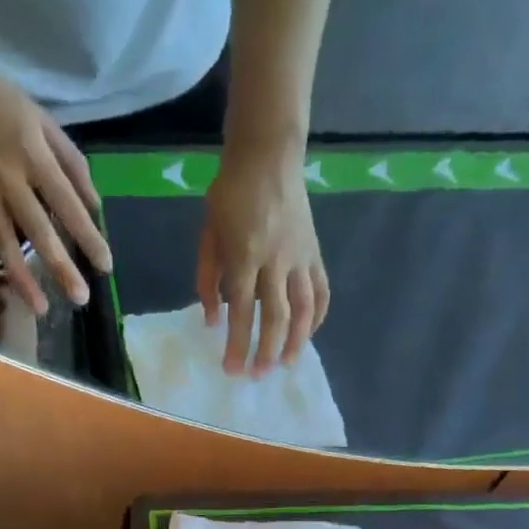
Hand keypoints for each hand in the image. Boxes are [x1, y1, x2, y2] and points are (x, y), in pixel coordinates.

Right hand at [0, 41, 111, 312]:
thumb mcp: (42, 120)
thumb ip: (71, 163)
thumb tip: (95, 206)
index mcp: (33, 154)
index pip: (67, 204)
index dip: (88, 236)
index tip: (105, 266)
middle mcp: (8, 177)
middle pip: (38, 231)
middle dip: (61, 267)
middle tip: (80, 299)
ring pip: (4, 243)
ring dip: (22, 279)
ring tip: (41, 309)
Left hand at [197, 136, 328, 375]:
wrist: (268, 154)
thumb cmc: (230, 194)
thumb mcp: (208, 234)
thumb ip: (207, 279)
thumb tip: (212, 320)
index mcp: (245, 255)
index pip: (241, 310)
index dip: (237, 344)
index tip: (232, 370)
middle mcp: (276, 260)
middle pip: (276, 316)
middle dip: (267, 350)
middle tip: (259, 375)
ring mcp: (300, 256)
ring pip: (305, 308)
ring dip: (297, 341)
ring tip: (287, 364)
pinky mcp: (315, 252)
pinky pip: (321, 290)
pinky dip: (317, 316)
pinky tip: (308, 334)